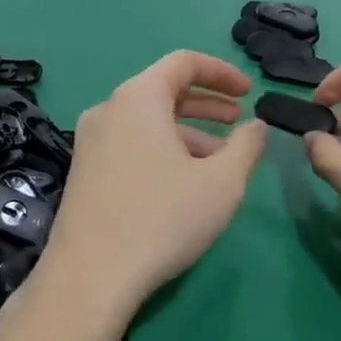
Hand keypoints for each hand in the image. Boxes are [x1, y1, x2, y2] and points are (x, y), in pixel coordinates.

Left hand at [42, 52, 267, 314]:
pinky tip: (184, 182)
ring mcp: (90, 141)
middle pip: (164, 90)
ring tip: (221, 160)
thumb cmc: (162, 219)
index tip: (249, 91)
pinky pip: (131, 144)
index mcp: (138, 98)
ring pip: (148, 122)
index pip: (183, 62)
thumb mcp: (222, 182)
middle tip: (239, 121)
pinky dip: (162, 149)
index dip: (222, 72)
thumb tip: (257, 126)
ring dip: (188, 132)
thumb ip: (247, 146)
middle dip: (207, 104)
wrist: (89, 277)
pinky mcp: (83, 171)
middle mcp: (109, 109)